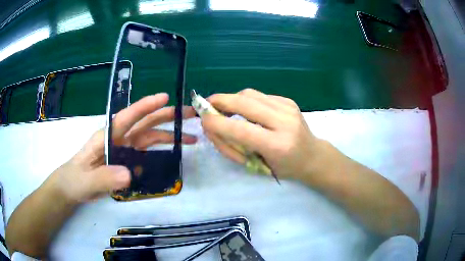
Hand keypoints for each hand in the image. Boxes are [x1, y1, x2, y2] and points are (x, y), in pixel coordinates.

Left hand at [48, 93, 196, 202]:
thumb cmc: (75, 179)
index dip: (145, 106)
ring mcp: (123, 149)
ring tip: (190, 138)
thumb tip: (129, 174)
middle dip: (166, 116)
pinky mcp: (126, 160)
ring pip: (149, 137)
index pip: (127, 117)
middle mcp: (117, 138)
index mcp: (106, 136)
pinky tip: (172, 156)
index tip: (165, 98)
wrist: (72, 187)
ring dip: (169, 135)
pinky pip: (146, 153)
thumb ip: (104, 177)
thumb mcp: (86, 180)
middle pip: (144, 123)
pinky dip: (160, 151)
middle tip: (189, 114)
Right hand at [201, 88, 320, 179]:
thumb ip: (232, 147)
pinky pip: (259, 95)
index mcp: (277, 145)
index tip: (202, 120)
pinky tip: (247, 111)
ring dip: (232, 99)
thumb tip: (211, 127)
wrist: (312, 156)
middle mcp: (284, 121)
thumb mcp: (257, 166)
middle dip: (220, 101)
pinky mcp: (288, 100)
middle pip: (244, 102)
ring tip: (226, 110)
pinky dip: (246, 101)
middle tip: (206, 105)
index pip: (240, 129)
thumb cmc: (284, 168)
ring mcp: (288, 108)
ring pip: (249, 93)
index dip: (216, 122)